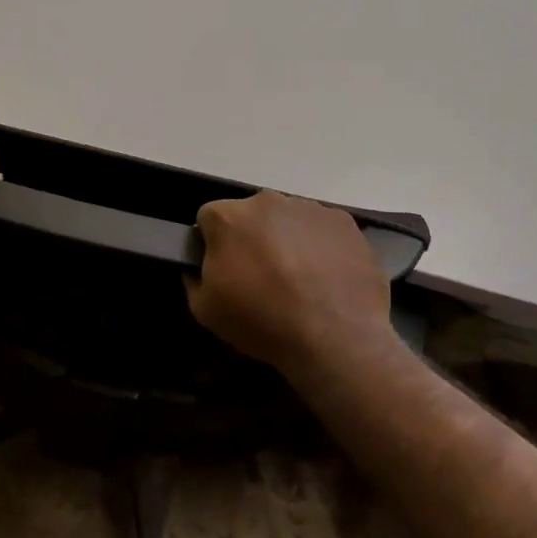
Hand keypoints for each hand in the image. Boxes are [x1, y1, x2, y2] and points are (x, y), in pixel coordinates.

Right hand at [186, 191, 393, 375]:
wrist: (336, 336)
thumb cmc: (263, 321)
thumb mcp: (205, 311)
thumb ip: (193, 280)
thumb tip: (199, 269)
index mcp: (228, 216)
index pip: (208, 218)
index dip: (212, 243)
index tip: (224, 268)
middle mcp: (267, 201)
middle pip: (250, 214)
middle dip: (251, 238)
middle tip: (262, 276)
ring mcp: (308, 208)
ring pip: (287, 219)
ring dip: (286, 240)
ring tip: (299, 280)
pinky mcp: (343, 221)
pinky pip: (321, 229)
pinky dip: (320, 246)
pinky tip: (326, 278)